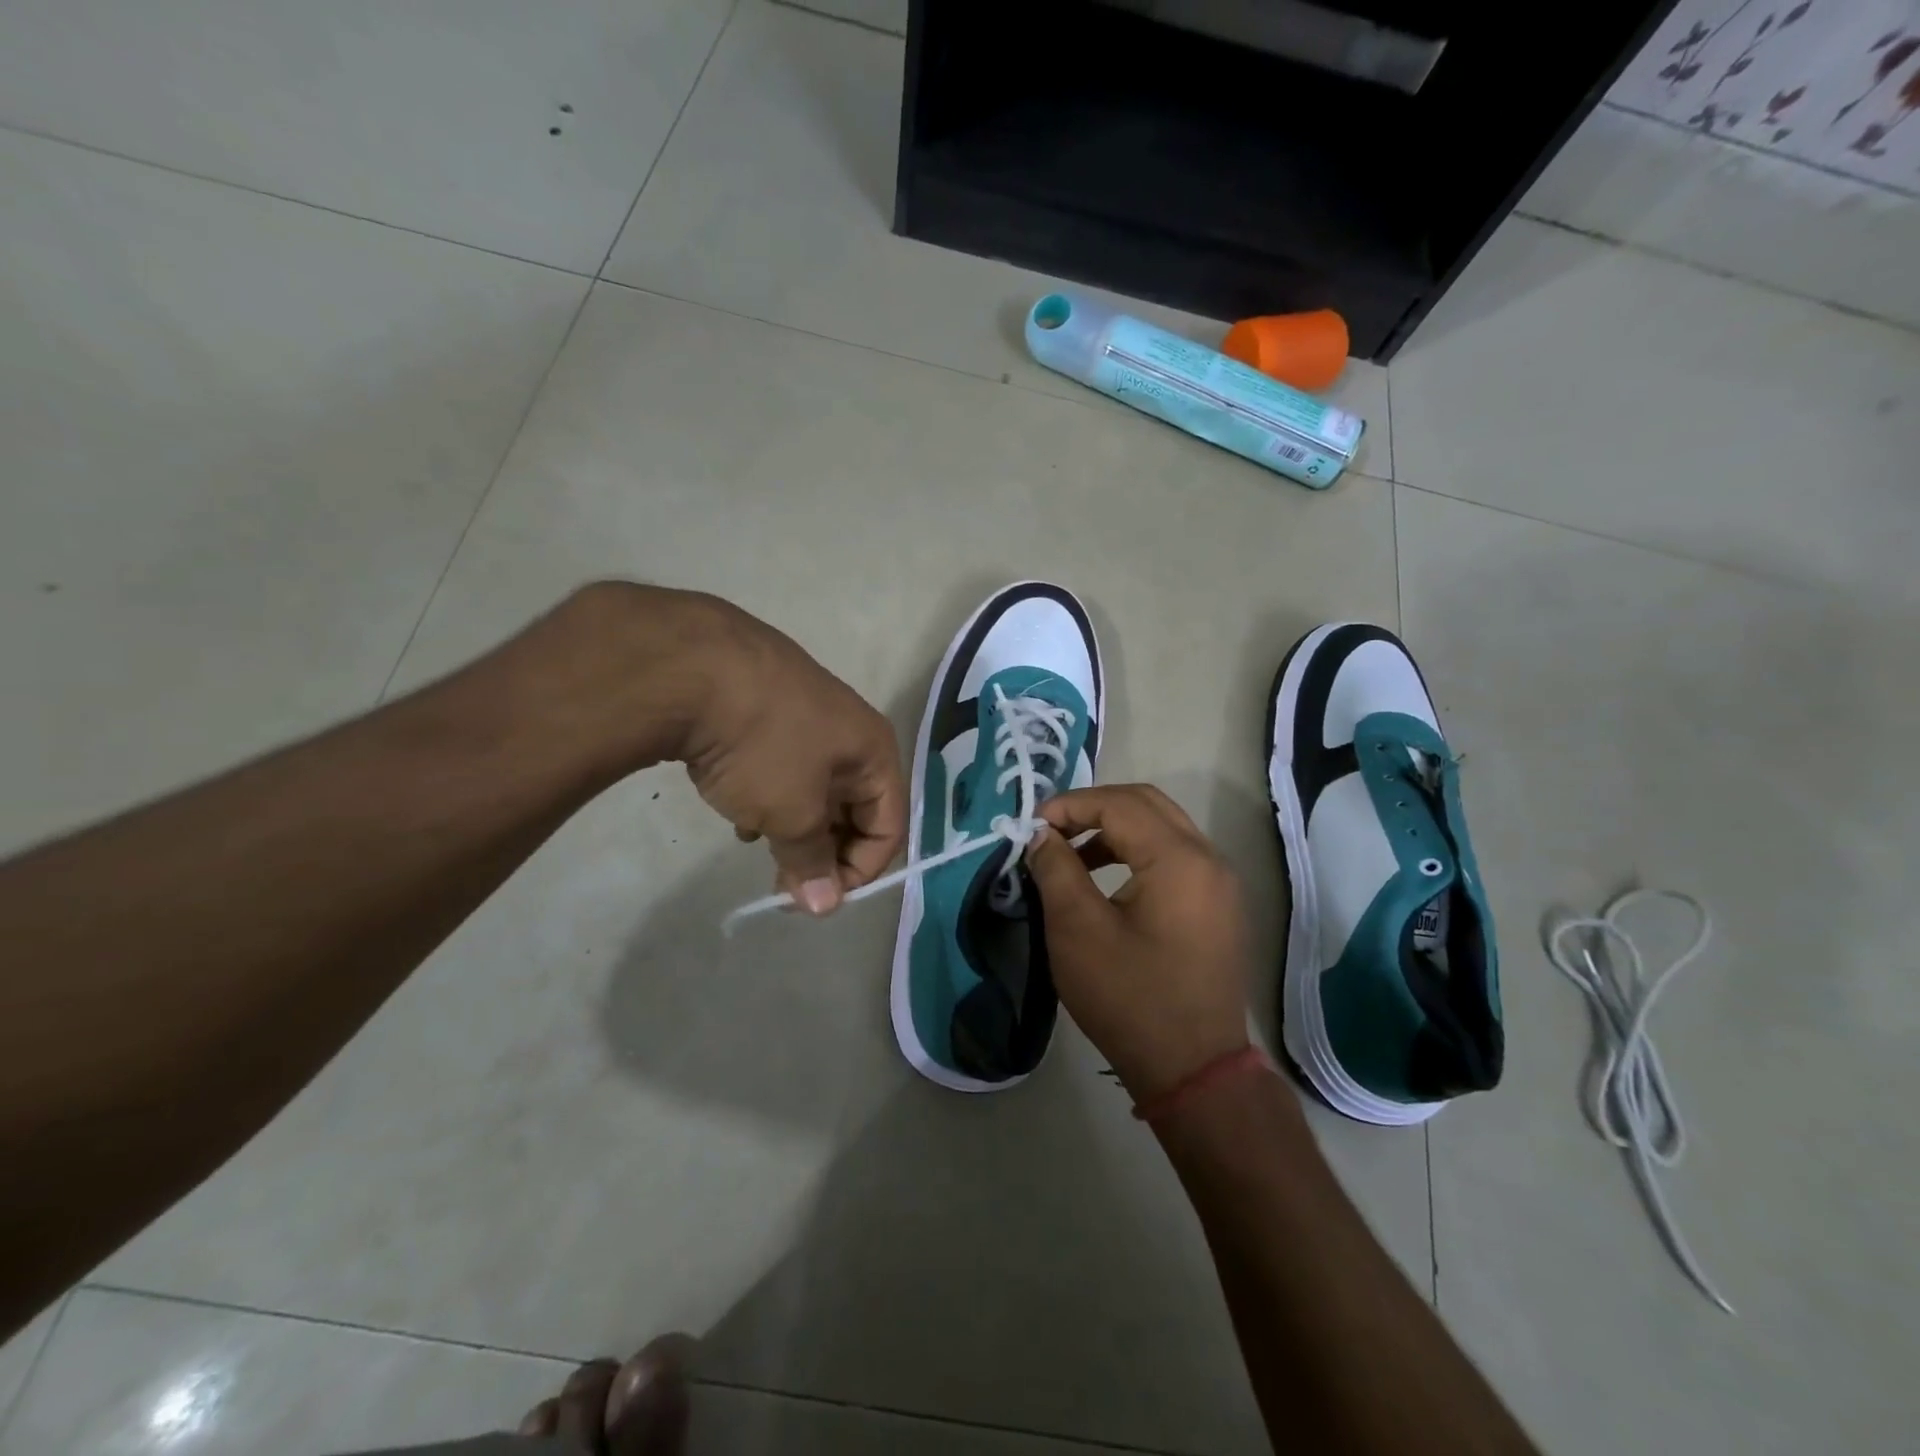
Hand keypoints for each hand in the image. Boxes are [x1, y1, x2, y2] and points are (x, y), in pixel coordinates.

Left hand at [661, 593, 905, 914]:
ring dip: (794, 825)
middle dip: (823, 851)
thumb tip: (825, 907)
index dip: (860, 871)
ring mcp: (807, 713)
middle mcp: (851, 731)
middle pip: (854, 808)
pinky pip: (785, 765)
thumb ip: (812, 862)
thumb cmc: (763, 746)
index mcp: (874, 751)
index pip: (890, 826)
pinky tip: (737, 804)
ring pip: (816, 788)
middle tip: (784, 882)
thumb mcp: (792, 813)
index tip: (815, 897)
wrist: (693, 664)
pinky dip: (770, 794)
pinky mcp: (767, 705)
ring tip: (758, 841)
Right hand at [1025, 785, 1251, 1100]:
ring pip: (1162, 828)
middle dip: (1093, 808)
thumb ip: (1056, 868)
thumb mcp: (1077, 929)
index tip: (1031, 827)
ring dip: (1114, 830)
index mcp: (1178, 858)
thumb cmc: (1130, 998)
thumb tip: (1040, 834)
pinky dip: (1135, 853)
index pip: (1118, 804)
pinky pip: (1174, 856)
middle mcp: (1208, 858)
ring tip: (1070, 856)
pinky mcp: (1217, 906)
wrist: (1193, 1070)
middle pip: (1146, 804)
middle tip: (1051, 830)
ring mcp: (1219, 882)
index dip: (1069, 806)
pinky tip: (1103, 880)